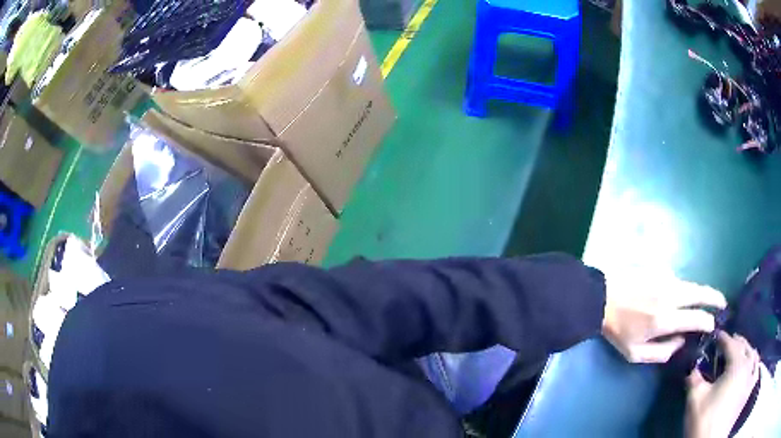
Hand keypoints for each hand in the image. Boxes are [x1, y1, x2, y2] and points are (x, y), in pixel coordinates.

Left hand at [601, 272, 726, 362]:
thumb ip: (661, 353)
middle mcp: (671, 295)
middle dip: (715, 298)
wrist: (602, 297)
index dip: (708, 322)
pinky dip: (688, 289)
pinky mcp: (661, 270)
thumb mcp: (635, 353)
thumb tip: (681, 342)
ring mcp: (667, 279)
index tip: (714, 325)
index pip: (696, 318)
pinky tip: (686, 297)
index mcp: (665, 319)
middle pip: (701, 293)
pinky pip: (680, 281)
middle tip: (723, 303)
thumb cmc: (618, 330)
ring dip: (703, 293)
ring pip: (693, 285)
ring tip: (709, 301)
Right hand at [685, 332, 759, 437]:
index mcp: (737, 364)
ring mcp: (751, 377)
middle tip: (729, 342)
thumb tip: (693, 369)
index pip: (731, 344)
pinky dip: (754, 364)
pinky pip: (756, 370)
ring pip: (754, 355)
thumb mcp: (695, 400)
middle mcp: (748, 365)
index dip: (723, 338)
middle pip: (745, 347)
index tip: (716, 335)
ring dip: (748, 351)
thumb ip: (694, 380)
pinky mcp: (749, 390)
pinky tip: (752, 366)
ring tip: (742, 353)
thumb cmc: (704, 420)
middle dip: (737, 342)